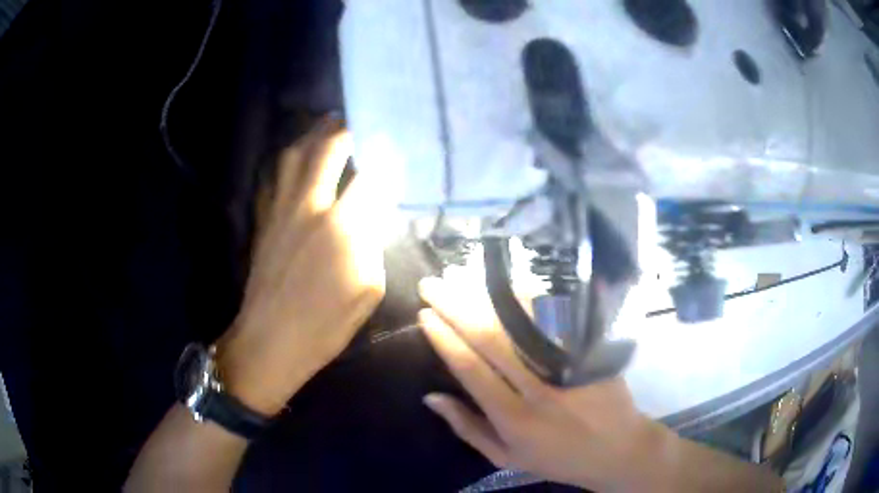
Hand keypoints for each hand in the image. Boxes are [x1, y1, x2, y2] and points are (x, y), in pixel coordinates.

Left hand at [216, 118, 385, 415]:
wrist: (269, 340)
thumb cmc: (325, 325)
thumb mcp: (368, 291)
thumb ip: (375, 243)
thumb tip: (376, 214)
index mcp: (343, 227)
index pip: (371, 174)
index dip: (385, 154)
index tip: (394, 143)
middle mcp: (310, 206)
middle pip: (327, 148)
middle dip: (345, 128)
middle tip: (357, 120)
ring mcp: (281, 210)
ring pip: (295, 155)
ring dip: (312, 135)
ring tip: (326, 128)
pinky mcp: (263, 219)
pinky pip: (273, 177)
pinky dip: (287, 161)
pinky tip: (296, 161)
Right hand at [417, 277, 671, 491]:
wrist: (619, 449)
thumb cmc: (557, 459)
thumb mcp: (506, 457)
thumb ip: (468, 428)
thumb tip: (431, 397)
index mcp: (514, 419)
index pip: (471, 370)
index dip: (445, 340)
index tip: (425, 315)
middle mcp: (539, 389)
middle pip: (492, 339)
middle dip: (457, 307)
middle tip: (432, 285)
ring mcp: (568, 367)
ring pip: (523, 324)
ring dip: (488, 297)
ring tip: (461, 275)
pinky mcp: (589, 354)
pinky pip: (557, 320)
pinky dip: (531, 300)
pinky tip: (509, 284)